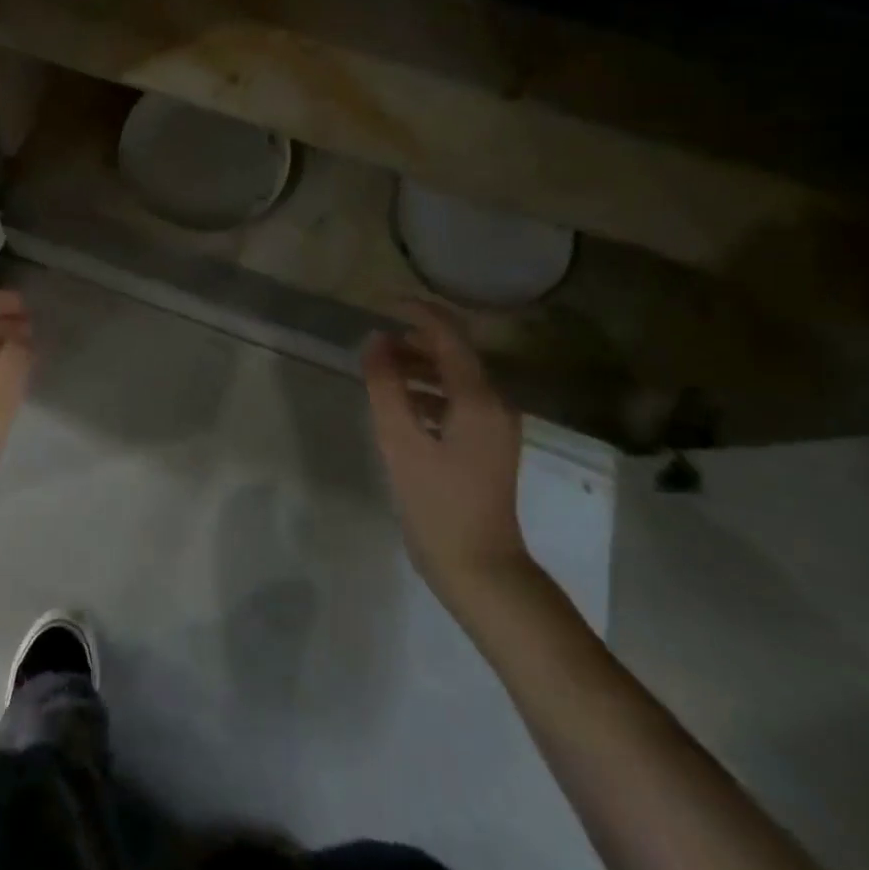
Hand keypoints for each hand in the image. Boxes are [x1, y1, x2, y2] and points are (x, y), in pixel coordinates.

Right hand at [361, 302, 530, 603]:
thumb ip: (385, 387)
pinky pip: (457, 401)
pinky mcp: (487, 444)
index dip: (417, 313)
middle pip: (455, 354)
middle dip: (414, 340)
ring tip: (379, 369)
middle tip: (373, 342)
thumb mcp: (400, 441)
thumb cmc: (437, 503)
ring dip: (418, 367)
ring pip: (455, 378)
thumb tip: (375, 342)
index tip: (381, 302)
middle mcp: (495, 404)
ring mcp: (494, 426)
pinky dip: (427, 392)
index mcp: (479, 399)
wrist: (478, 566)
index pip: (449, 337)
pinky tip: (400, 404)